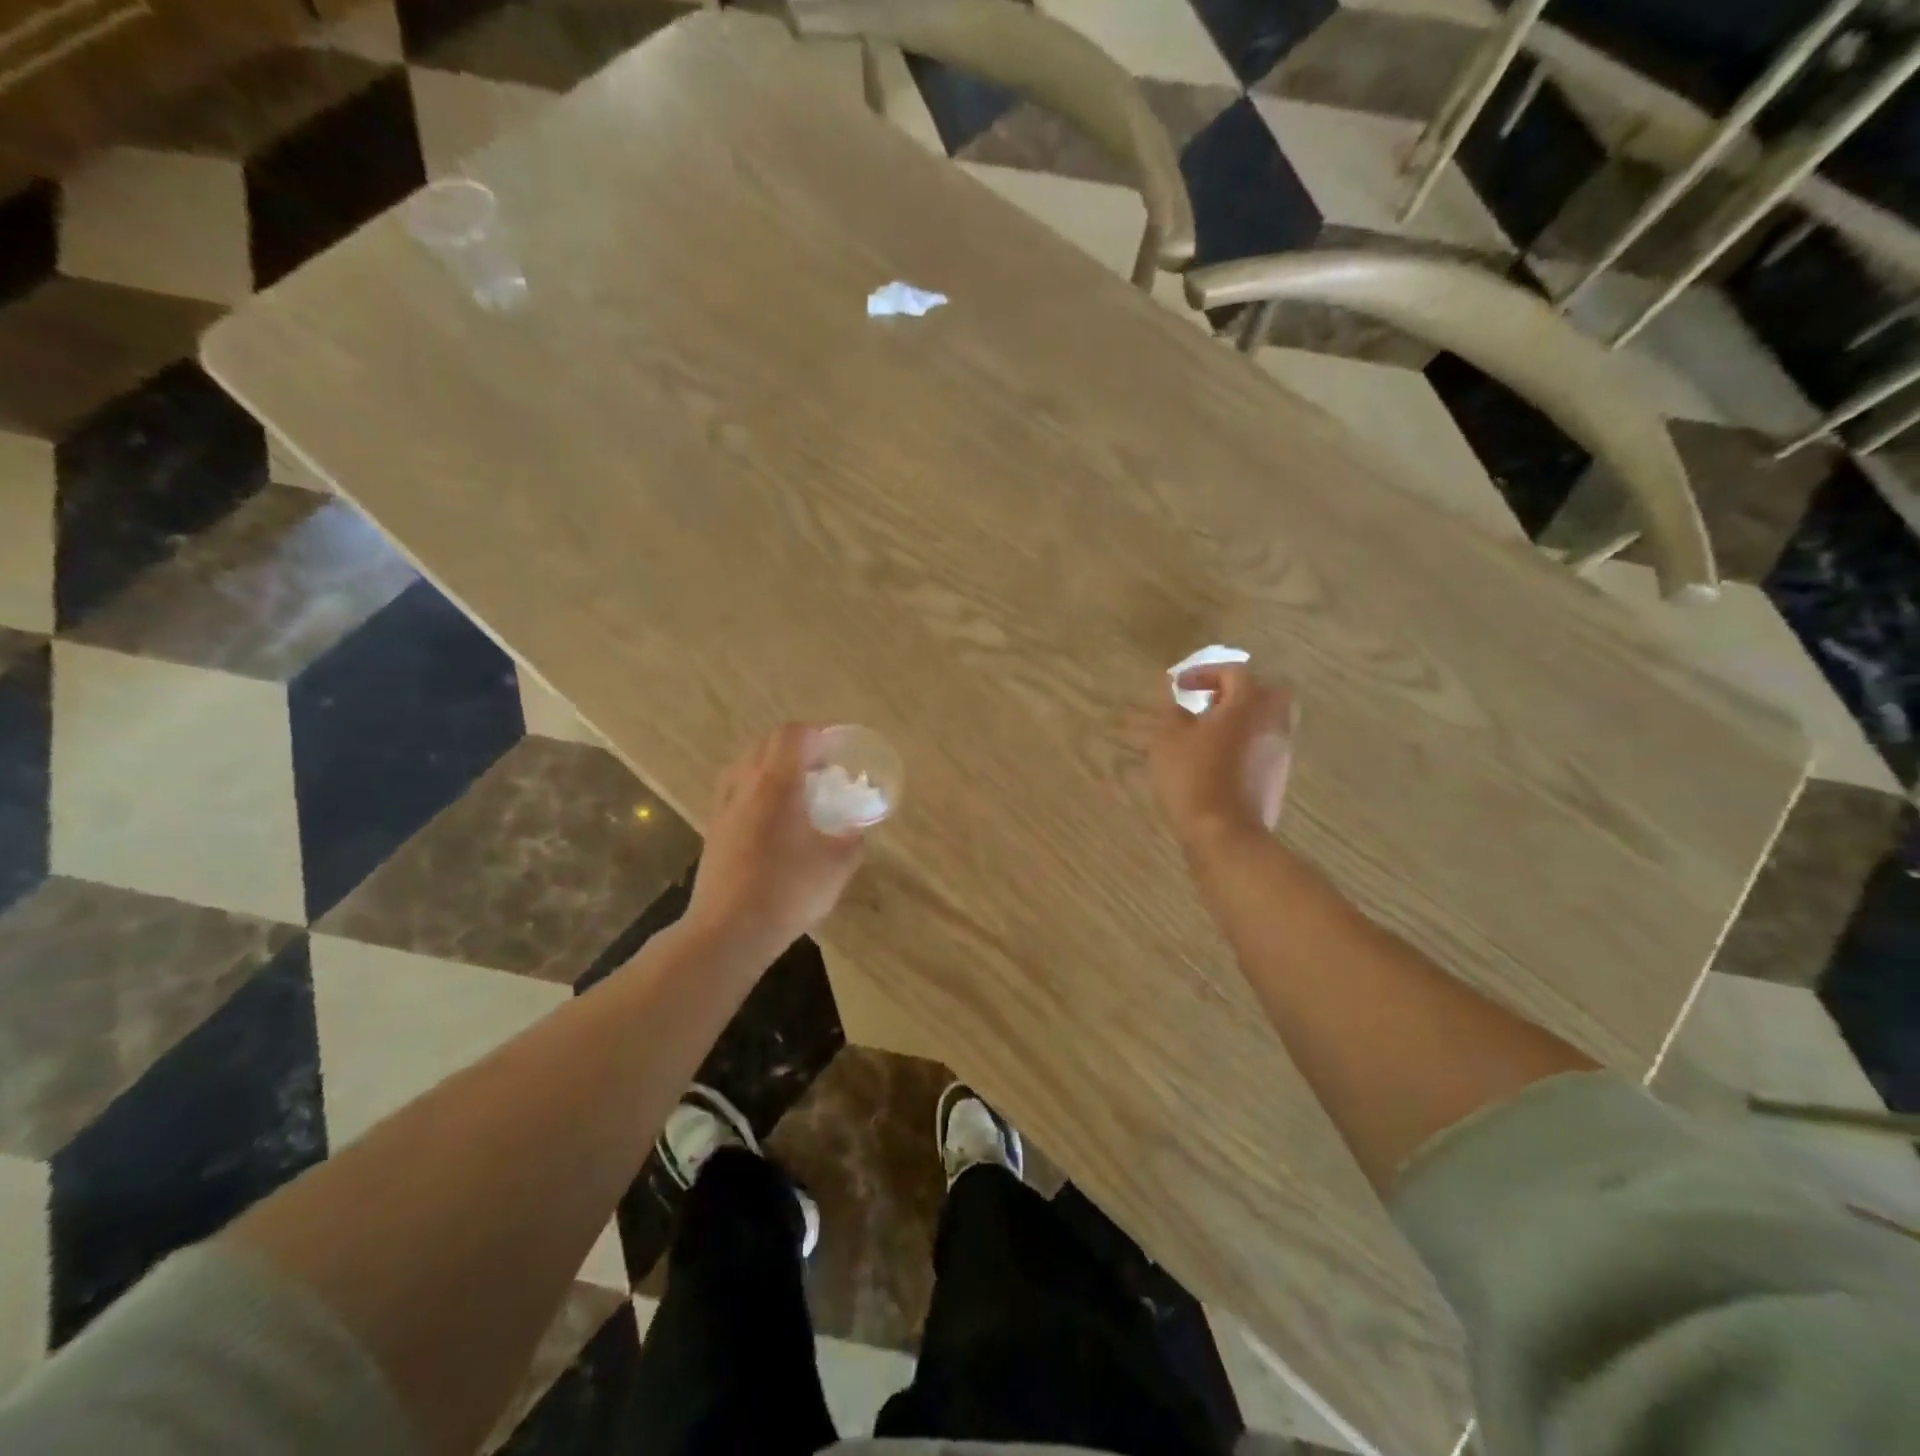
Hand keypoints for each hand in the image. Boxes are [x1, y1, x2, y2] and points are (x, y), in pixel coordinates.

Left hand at [685, 724, 865, 960]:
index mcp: (777, 785)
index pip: (792, 735)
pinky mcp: (713, 831)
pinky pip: (735, 792)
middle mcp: (745, 786)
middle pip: (766, 744)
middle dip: (796, 747)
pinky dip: (755, 790)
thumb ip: (852, 841)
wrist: (727, 931)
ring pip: (746, 766)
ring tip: (795, 791)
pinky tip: (771, 819)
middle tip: (821, 769)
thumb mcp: (837, 867)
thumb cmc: (787, 892)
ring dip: (772, 767)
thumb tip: (856, 831)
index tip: (836, 749)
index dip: (816, 733)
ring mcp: (723, 808)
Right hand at [1151, 666, 1294, 853]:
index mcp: (1248, 705)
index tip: (1180, 686)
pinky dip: (1246, 742)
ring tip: (1210, 731)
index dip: (1205, 673)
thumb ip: (1172, 710)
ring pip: (1269, 720)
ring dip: (1243, 717)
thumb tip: (1175, 696)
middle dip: (1238, 691)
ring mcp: (1280, 752)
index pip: (1234, 672)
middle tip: (1210, 701)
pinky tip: (1219, 758)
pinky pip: (1265, 746)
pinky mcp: (1277, 778)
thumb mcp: (1169, 740)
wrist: (1226, 835)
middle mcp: (1272, 723)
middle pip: (1267, 691)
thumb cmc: (1194, 779)